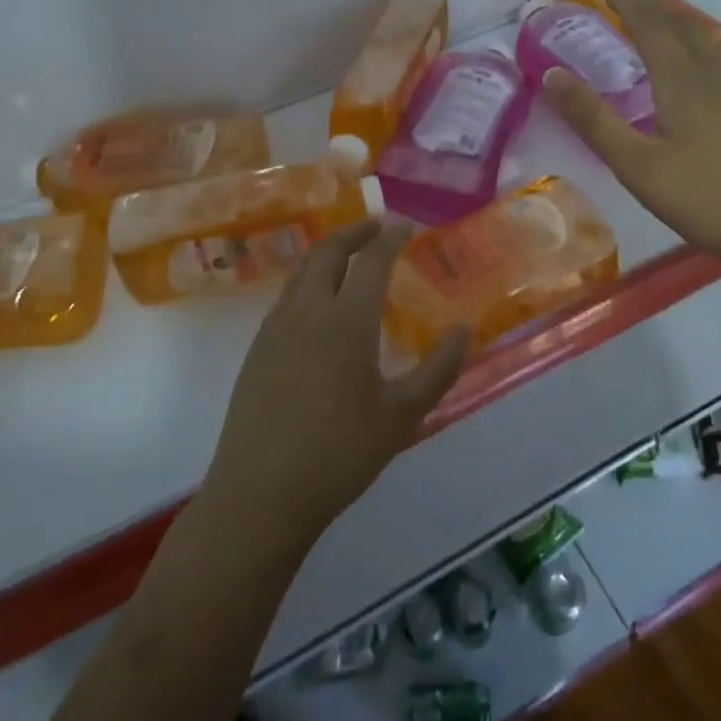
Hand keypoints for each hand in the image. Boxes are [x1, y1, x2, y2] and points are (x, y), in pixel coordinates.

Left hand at [203, 220, 468, 548]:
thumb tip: (463, 329)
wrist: (260, 494)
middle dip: (356, 233)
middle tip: (378, 228)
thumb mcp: (402, 416)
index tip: (406, 226)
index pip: (371, 260)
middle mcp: (308, 311)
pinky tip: (319, 304)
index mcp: (346, 321)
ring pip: (302, 271)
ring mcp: (275, 328)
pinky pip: (287, 296)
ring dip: (329, 253)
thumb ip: (438, 369)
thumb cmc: (339, 454)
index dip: (390, 237)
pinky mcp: (257, 349)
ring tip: (350, 256)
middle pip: (329, 252)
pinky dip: (309, 280)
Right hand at [544, 0, 720, 273]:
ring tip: (660, 26)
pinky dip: (699, 51)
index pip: (652, 29)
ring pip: (708, 45)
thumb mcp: (636, 165)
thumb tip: (552, 75)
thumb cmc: (705, 198)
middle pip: (684, 30)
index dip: (629, 6)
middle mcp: (716, 78)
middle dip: (653, 9)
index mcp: (684, 83)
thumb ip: (594, 121)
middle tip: (629, 0)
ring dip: (679, 27)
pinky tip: (698, 75)